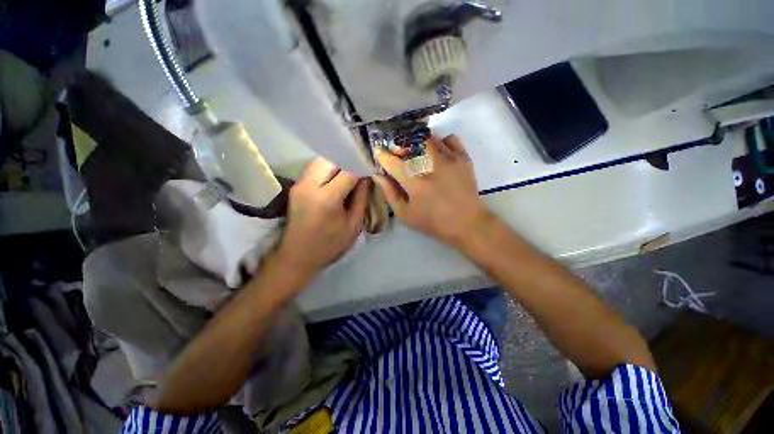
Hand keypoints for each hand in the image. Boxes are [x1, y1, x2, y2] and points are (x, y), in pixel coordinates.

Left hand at [277, 158, 367, 275]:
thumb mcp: (353, 225)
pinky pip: (315, 168)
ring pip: (321, 160)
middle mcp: (310, 185)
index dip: (361, 167)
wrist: (298, 255)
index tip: (371, 168)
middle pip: (332, 159)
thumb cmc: (330, 244)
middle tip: (360, 168)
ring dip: (337, 162)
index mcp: (327, 198)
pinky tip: (336, 176)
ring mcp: (300, 184)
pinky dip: (328, 167)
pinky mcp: (296, 186)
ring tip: (349, 171)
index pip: (348, 171)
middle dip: (348, 160)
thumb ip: (361, 199)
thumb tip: (365, 178)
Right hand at [374, 135, 491, 245]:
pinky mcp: (463, 158)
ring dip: (418, 142)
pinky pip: (449, 139)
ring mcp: (450, 159)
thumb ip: (390, 194)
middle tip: (399, 152)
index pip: (393, 163)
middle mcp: (432, 166)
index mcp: (416, 184)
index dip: (382, 155)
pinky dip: (441, 142)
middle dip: (400, 145)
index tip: (378, 152)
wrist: (467, 223)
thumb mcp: (405, 215)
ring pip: (429, 137)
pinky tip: (438, 152)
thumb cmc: (433, 222)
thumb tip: (379, 176)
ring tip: (417, 151)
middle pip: (411, 143)